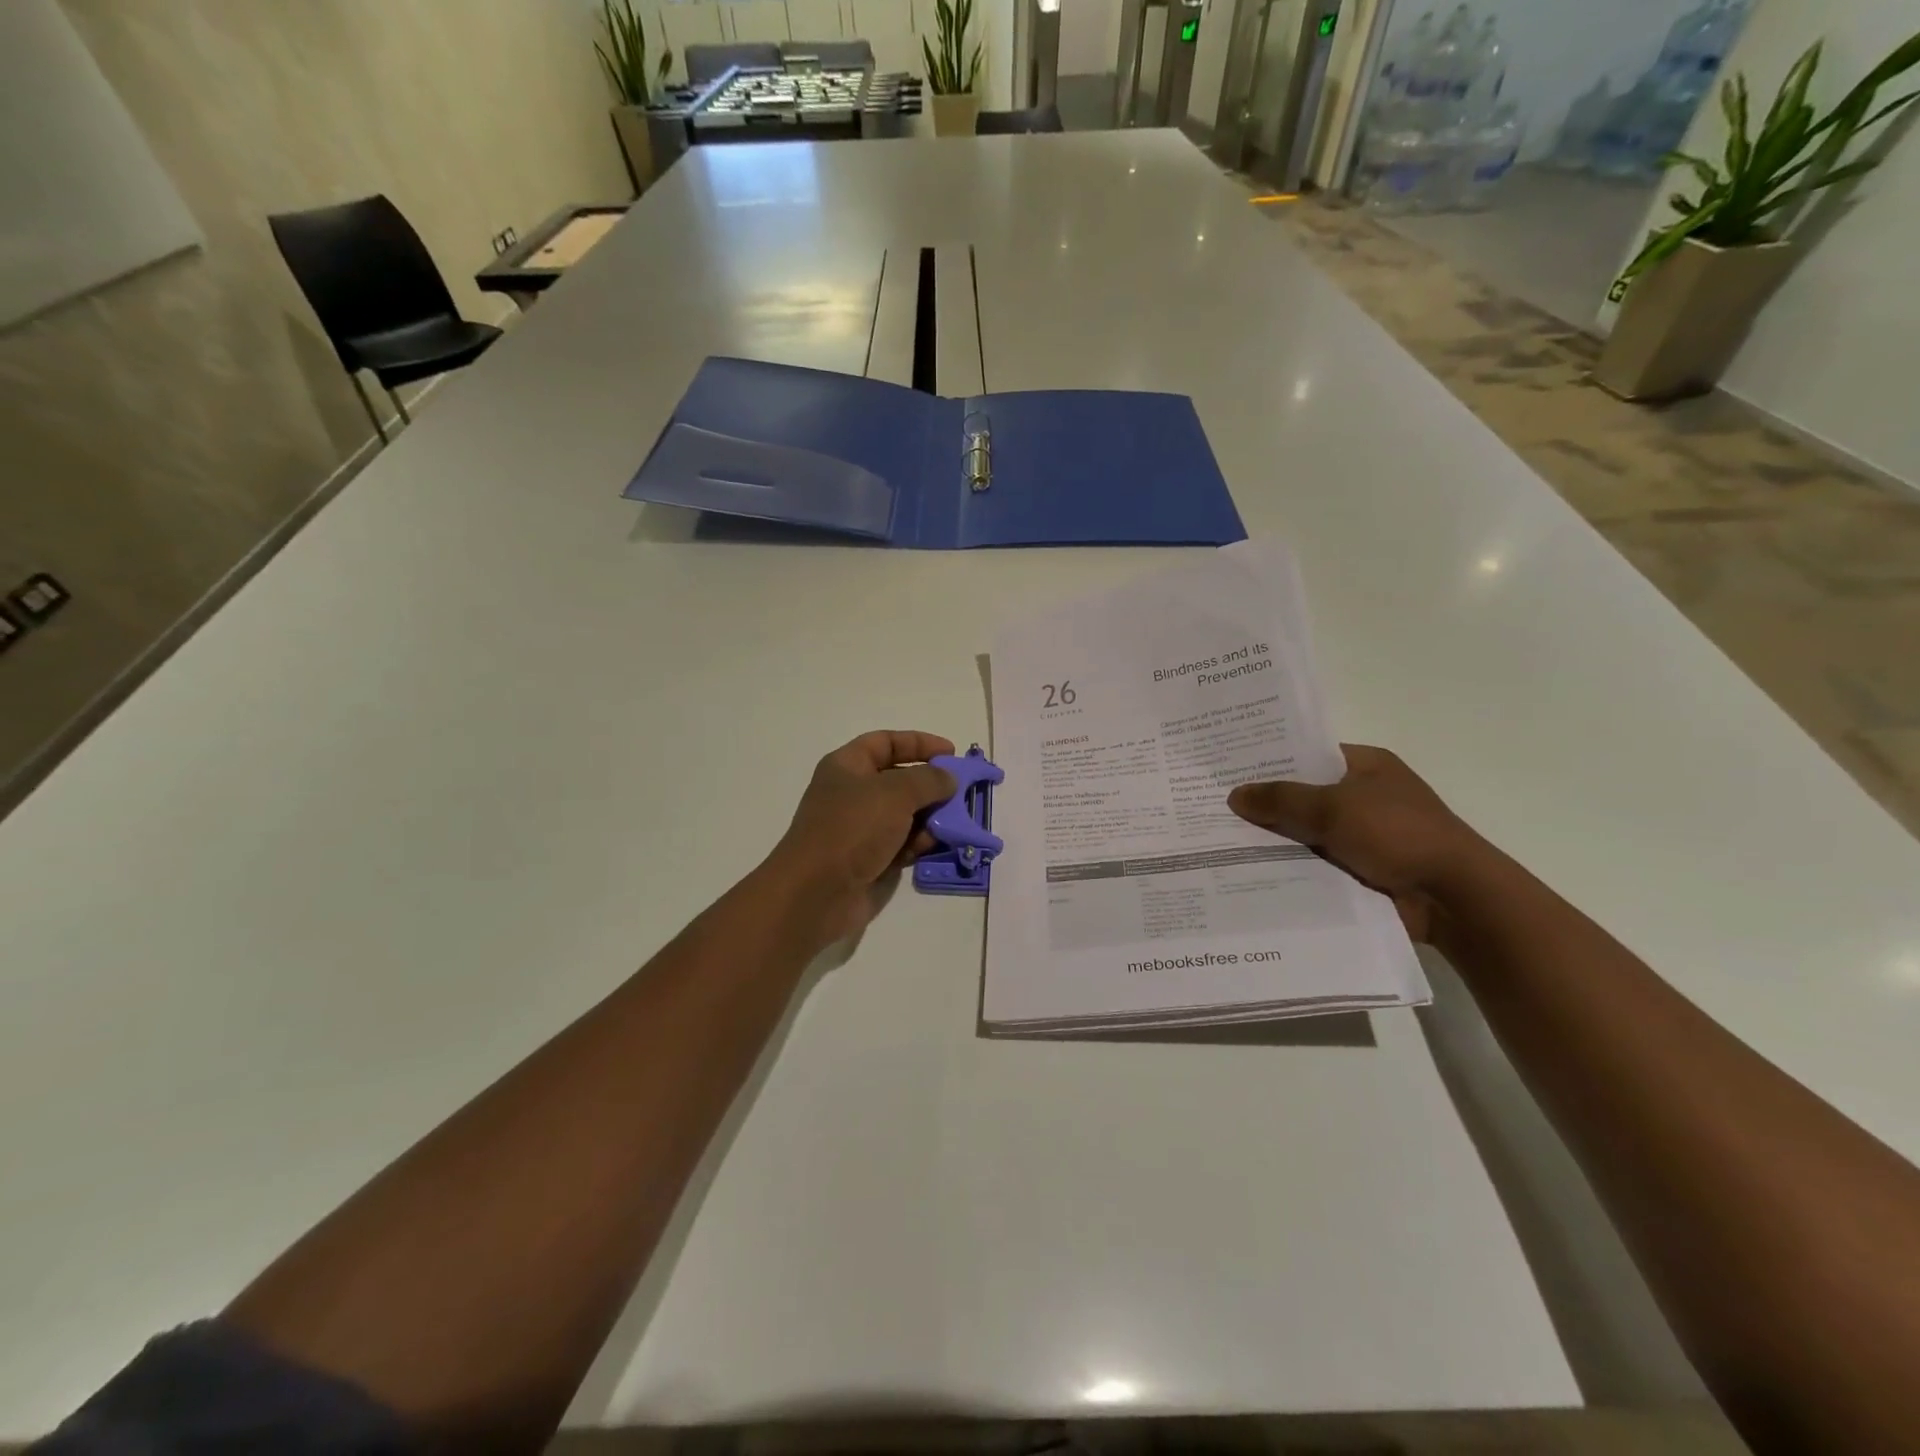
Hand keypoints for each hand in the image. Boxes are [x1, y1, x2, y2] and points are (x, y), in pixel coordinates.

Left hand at [764, 731, 958, 942]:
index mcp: (848, 766)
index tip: (951, 753)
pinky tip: (933, 847)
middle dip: (932, 785)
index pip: (886, 742)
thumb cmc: (852, 829)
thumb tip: (948, 779)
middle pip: (899, 779)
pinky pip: (902, 843)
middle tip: (961, 793)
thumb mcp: (895, 793)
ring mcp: (860, 828)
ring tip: (952, 823)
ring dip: (931, 817)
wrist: (816, 892)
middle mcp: (853, 793)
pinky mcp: (869, 859)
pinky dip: (919, 843)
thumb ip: (928, 780)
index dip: (919, 743)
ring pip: (905, 814)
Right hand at [1227, 745, 1490, 942]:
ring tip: (1218, 840)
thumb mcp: (1333, 807)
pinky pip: (1314, 862)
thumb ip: (1281, 799)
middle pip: (1302, 794)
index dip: (1269, 759)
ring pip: (1305, 832)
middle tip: (1213, 804)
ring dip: (1274, 839)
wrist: (1452, 897)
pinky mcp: (1360, 869)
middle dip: (1265, 803)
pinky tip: (1248, 870)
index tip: (1226, 767)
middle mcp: (1363, 795)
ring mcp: (1362, 834)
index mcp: (1365, 765)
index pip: (1307, 754)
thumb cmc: (1397, 834)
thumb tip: (1235, 795)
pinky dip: (1290, 867)